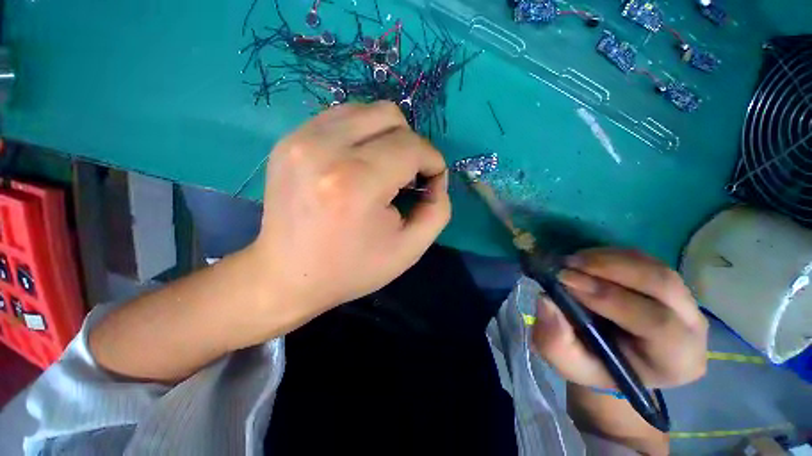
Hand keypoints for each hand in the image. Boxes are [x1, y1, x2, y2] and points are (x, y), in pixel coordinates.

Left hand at [252, 101, 449, 320]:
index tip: (430, 181)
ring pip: (365, 111)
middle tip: (405, 176)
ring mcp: (300, 139)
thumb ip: (438, 209)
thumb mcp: (410, 248)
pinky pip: (339, 118)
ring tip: (381, 169)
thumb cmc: (352, 269)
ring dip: (386, 137)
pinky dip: (360, 135)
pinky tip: (357, 163)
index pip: (412, 146)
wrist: (288, 276)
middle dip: (410, 145)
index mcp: (358, 182)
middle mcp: (325, 149)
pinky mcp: (288, 141)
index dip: (432, 161)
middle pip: (390, 117)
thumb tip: (436, 177)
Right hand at [531, 248, 707, 388]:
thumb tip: (546, 301)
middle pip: (663, 285)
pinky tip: (586, 260)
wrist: (614, 359)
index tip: (565, 281)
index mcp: (676, 361)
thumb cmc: (594, 366)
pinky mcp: (668, 283)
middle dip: (610, 269)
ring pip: (654, 268)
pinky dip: (612, 255)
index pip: (657, 323)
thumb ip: (556, 340)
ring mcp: (685, 301)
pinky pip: (645, 260)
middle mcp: (693, 328)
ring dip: (609, 259)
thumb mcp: (568, 362)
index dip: (610, 297)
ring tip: (572, 261)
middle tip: (567, 264)